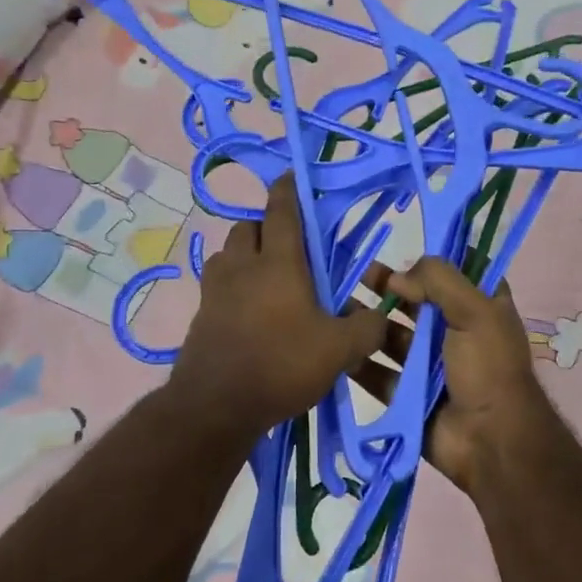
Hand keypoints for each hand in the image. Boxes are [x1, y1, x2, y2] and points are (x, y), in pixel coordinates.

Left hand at [172, 174, 389, 435]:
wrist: (215, 406)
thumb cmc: (280, 365)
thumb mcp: (338, 351)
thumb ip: (366, 329)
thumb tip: (380, 316)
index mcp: (278, 262)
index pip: (282, 211)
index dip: (289, 189)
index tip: (293, 175)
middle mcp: (243, 266)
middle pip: (249, 227)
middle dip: (268, 226)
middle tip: (291, 245)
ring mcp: (215, 289)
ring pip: (229, 253)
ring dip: (246, 253)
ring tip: (268, 276)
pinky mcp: (200, 314)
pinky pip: (218, 284)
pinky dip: (233, 284)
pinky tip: (248, 308)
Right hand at [356, 256, 555, 497]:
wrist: (491, 442)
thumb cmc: (488, 366)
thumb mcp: (475, 310)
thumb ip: (438, 280)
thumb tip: (397, 278)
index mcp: (480, 308)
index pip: (453, 273)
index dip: (428, 261)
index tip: (396, 248)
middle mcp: (454, 332)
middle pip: (415, 302)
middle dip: (386, 288)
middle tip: (353, 274)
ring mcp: (429, 364)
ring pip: (392, 335)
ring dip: (367, 321)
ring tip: (335, 306)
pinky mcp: (408, 393)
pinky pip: (378, 373)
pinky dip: (358, 360)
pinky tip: (334, 343)